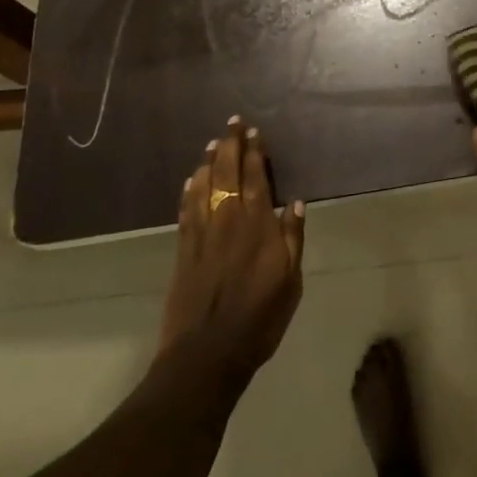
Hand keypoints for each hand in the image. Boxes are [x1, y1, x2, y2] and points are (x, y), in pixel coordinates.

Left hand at [159, 117, 306, 379]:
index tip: (254, 132)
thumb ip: (292, 240)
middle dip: (231, 146)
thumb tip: (294, 203)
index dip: (254, 153)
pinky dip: (189, 190)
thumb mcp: (290, 282)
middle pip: (227, 174)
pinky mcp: (183, 250)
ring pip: (204, 187)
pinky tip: (192, 179)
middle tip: (232, 123)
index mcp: (257, 226)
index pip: (255, 179)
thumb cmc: (259, 319)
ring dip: (210, 162)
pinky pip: (186, 210)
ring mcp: (202, 234)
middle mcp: (228, 221)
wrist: (206, 353)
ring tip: (214, 143)